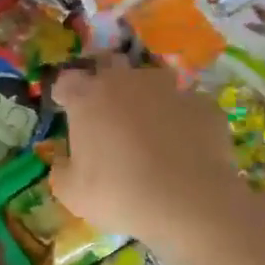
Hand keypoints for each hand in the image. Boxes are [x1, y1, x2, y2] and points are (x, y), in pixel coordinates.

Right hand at [52, 61, 248, 261]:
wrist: (188, 201)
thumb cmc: (118, 193)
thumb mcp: (72, 193)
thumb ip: (62, 170)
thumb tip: (63, 162)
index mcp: (87, 98)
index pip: (67, 80)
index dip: (65, 91)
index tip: (66, 106)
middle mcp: (126, 82)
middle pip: (109, 63)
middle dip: (104, 77)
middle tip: (105, 106)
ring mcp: (169, 89)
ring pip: (152, 79)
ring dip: (145, 93)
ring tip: (149, 122)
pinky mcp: (203, 104)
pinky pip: (187, 104)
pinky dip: (181, 117)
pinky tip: (184, 142)